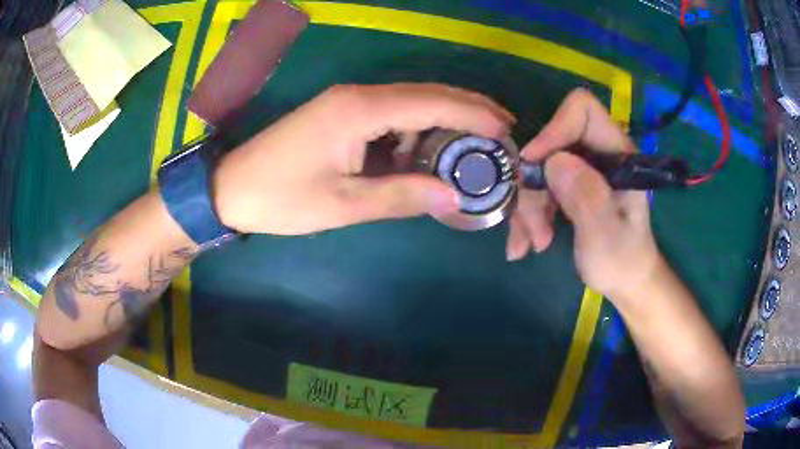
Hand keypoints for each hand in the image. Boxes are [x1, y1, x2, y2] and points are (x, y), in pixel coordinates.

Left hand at [213, 83, 514, 234]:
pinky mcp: (341, 114)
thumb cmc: (282, 198)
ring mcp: (349, 102)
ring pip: (410, 104)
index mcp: (360, 109)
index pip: (432, 102)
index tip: (506, 128)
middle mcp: (359, 95)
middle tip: (501, 131)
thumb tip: (454, 196)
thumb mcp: (344, 204)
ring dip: (442, 124)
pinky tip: (424, 156)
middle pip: (426, 94)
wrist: (231, 189)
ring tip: (470, 151)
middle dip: (467, 110)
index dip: (474, 113)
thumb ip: (402, 195)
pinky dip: (415, 133)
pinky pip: (390, 116)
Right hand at [507, 88, 662, 301]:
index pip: (583, 111)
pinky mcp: (568, 185)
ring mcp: (581, 169)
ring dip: (528, 207)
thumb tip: (553, 161)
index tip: (533, 164)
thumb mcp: (606, 237)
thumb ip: (587, 198)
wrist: (624, 281)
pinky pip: (537, 188)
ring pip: (538, 169)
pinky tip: (525, 243)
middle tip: (534, 230)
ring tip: (532, 243)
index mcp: (617, 154)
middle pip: (550, 145)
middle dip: (535, 186)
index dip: (554, 128)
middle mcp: (597, 154)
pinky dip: (527, 215)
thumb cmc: (623, 261)